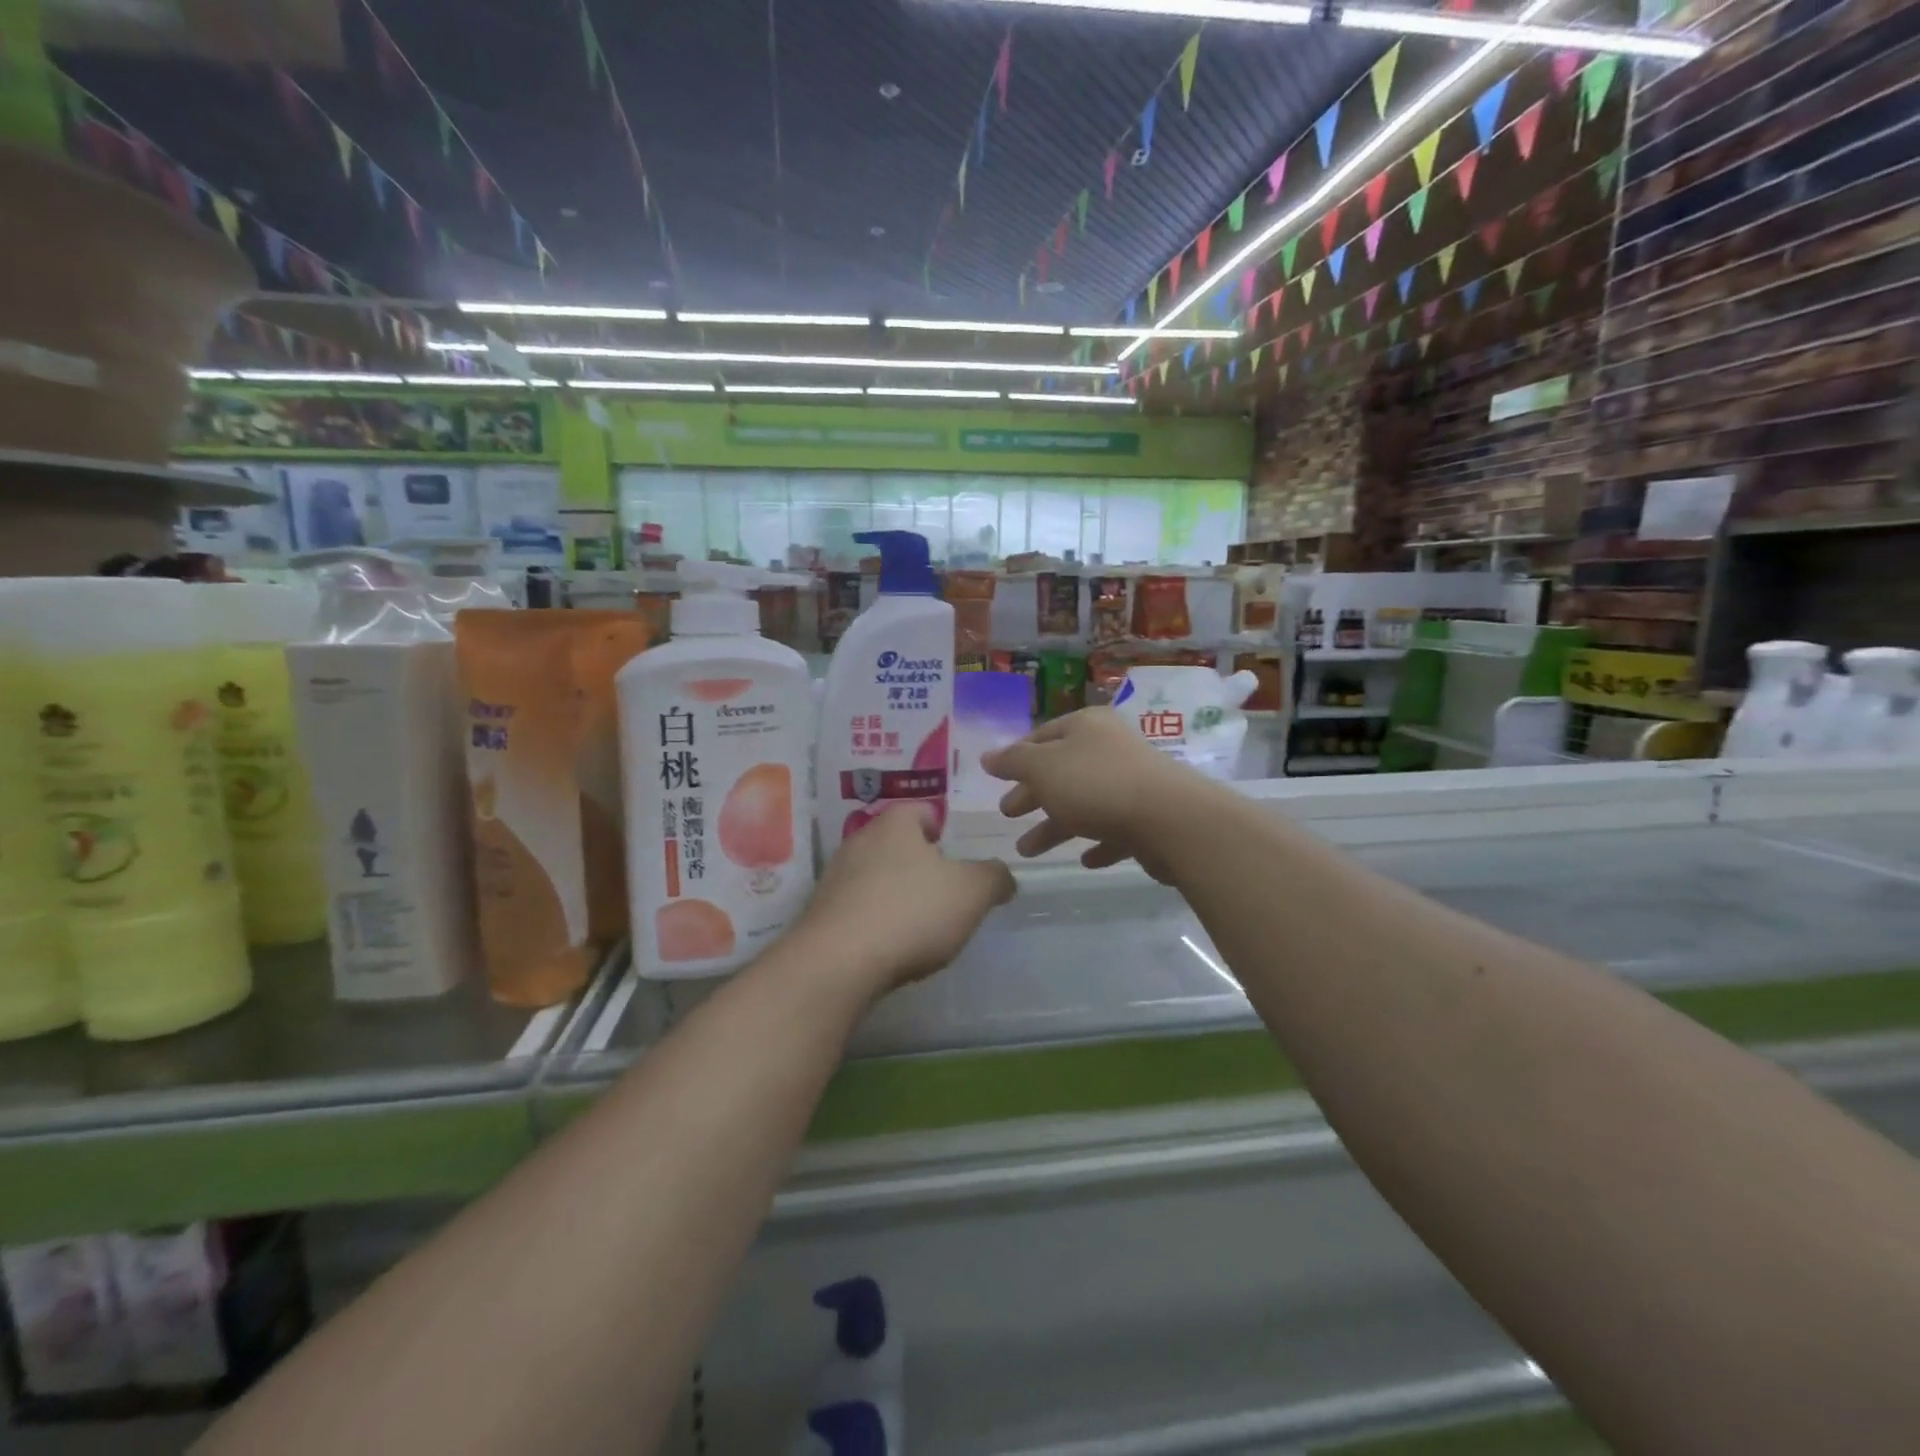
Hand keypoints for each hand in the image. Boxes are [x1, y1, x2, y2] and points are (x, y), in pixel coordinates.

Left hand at [795, 804, 1015, 999]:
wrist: (839, 963)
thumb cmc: (912, 912)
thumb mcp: (972, 892)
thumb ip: (994, 877)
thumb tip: (1001, 876)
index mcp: (895, 823)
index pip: (922, 810)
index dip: (943, 828)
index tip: (958, 856)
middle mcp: (859, 840)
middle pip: (897, 843)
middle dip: (921, 864)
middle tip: (946, 892)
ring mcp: (834, 877)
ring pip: (875, 875)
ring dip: (896, 893)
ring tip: (920, 924)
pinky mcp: (821, 913)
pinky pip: (858, 907)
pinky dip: (876, 920)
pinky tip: (890, 945)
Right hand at [981, 708, 1217, 878]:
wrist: (1169, 819)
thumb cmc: (1096, 784)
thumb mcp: (1043, 767)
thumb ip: (1013, 762)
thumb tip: (988, 756)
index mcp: (1086, 727)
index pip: (1042, 736)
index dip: (1017, 756)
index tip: (998, 779)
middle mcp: (1110, 749)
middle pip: (1062, 771)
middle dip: (1033, 794)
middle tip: (1007, 814)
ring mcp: (1132, 783)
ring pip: (1084, 804)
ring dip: (1054, 826)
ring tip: (1027, 851)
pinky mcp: (1148, 817)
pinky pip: (1114, 829)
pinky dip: (1097, 842)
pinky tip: (1084, 859)